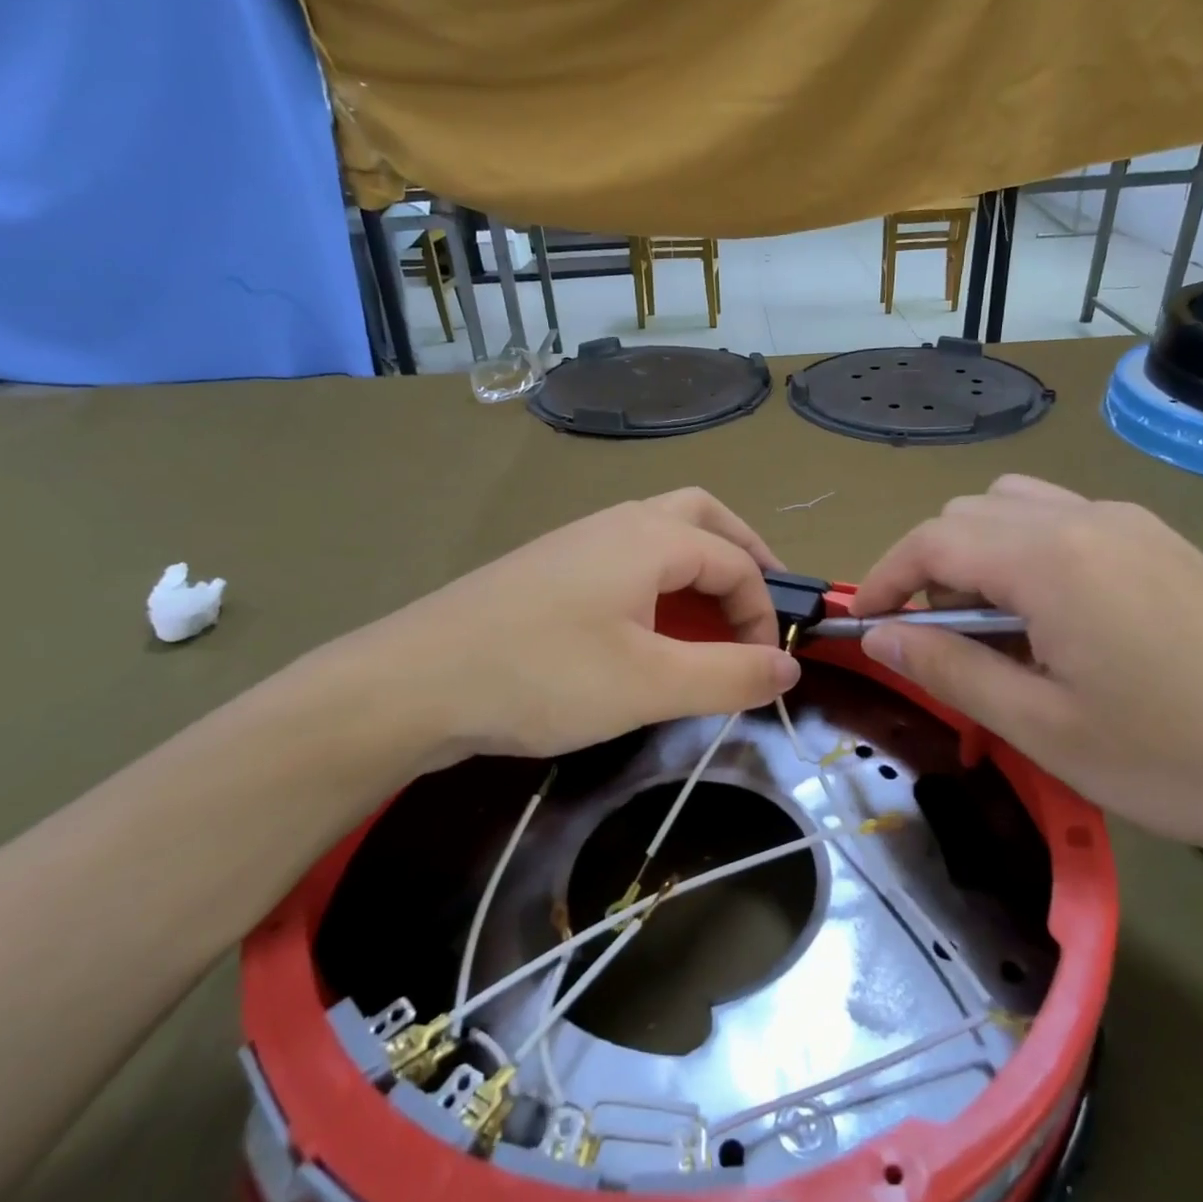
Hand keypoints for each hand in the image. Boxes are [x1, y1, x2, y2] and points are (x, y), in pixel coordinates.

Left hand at [312, 489, 799, 779]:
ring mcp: (575, 543)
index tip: (765, 668)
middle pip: (702, 516)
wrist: (414, 682)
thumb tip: (788, 669)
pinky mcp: (547, 571)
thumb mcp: (650, 685)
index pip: (736, 560)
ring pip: (659, 534)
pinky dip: (659, 582)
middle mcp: (616, 524)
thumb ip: (729, 676)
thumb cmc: (542, 676)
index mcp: (649, 537)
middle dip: (744, 554)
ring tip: (713, 617)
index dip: (764, 612)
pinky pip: (624, 560)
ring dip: (699, 565)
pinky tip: (647, 627)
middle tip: (762, 602)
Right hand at [849, 475, 1202, 870]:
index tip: (863, 627)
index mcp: (1050, 557)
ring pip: (1017, 510)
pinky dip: (1027, 556)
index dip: (882, 578)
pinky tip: (1053, 623)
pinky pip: (1066, 524)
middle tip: (934, 644)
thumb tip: (880, 635)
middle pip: (969, 514)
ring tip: (992, 631)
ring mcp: (1134, 524)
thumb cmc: (1180, 759)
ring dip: (977, 557)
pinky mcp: (1166, 545)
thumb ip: (949, 669)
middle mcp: (1087, 518)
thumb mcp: (1042, 729)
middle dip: (928, 569)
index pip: (932, 540)